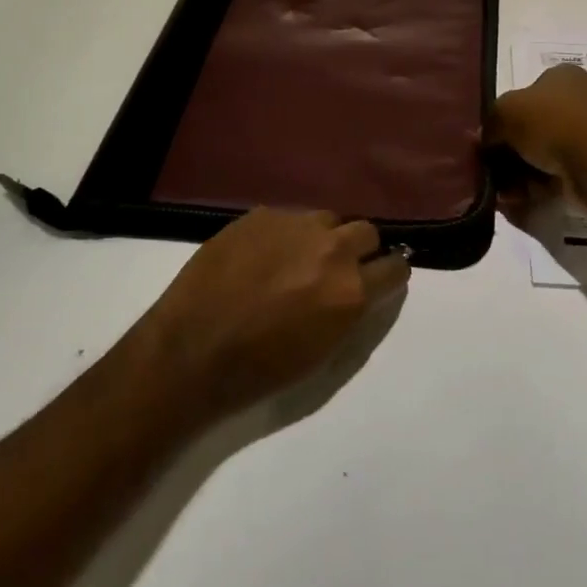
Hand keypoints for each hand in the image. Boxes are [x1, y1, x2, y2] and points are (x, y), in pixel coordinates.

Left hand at [133, 208, 409, 422]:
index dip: (391, 273)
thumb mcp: (322, 356)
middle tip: (338, 269)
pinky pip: (287, 218)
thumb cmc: (259, 371)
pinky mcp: (260, 215)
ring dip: (322, 237)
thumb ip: (351, 314)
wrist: (192, 351)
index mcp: (350, 290)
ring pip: (326, 219)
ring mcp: (293, 225)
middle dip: (360, 249)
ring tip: (298, 260)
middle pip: (366, 231)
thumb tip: (362, 291)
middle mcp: (330, 249)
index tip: (382, 279)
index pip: (395, 267)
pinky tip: (261, 257)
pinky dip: (284, 235)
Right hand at [485, 64, 586, 223]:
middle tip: (489, 170)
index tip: (486, 141)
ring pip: (540, 155)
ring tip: (502, 191)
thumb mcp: (506, 112)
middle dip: (507, 152)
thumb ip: (489, 123)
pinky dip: (535, 188)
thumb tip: (482, 140)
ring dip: (517, 174)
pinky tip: (518, 200)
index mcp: (562, 76)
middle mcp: (577, 101)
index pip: (523, 94)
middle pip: (530, 128)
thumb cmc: (554, 124)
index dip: (501, 118)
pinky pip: (555, 176)